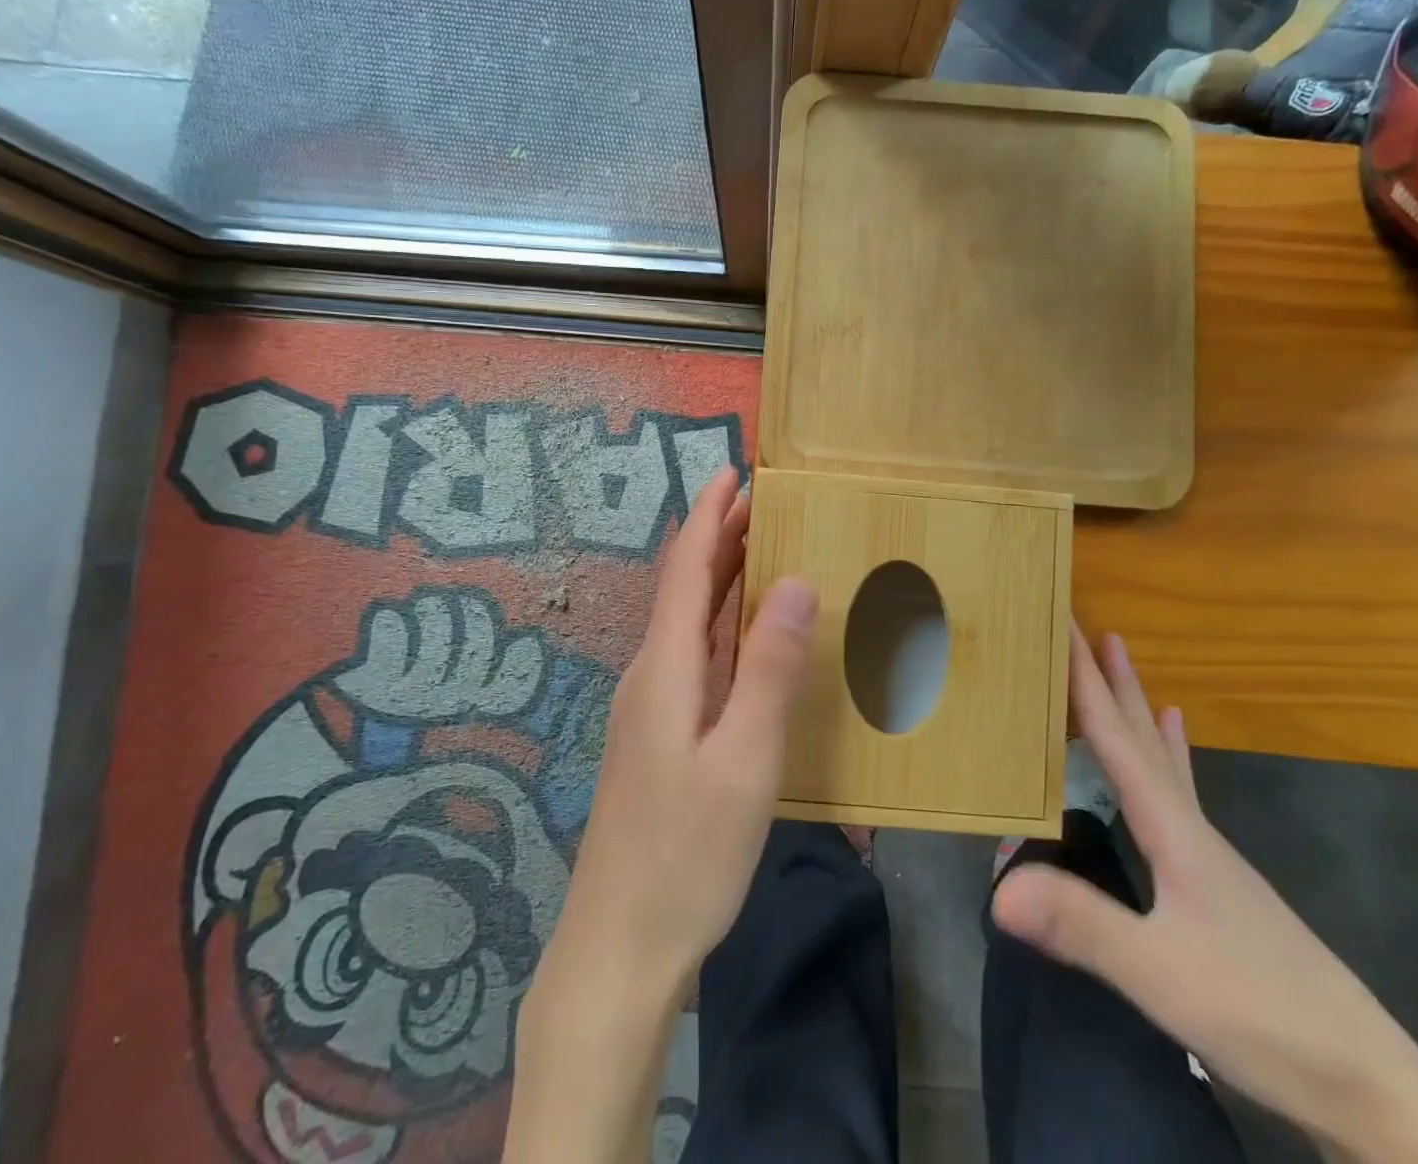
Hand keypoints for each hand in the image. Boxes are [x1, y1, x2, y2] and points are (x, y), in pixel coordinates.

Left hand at [550, 463, 817, 994]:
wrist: (619, 947)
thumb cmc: (687, 853)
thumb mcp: (745, 758)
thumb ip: (770, 667)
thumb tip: (797, 579)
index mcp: (666, 667)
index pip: (687, 568)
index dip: (709, 515)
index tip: (732, 471)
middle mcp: (650, 674)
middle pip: (684, 588)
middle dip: (718, 537)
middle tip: (764, 501)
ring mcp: (650, 707)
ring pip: (688, 622)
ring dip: (720, 578)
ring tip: (761, 548)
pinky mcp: (657, 735)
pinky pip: (692, 655)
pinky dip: (721, 624)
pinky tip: (744, 635)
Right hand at [992, 630, 1417, 1163]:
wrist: (1370, 1088)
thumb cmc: (1263, 1017)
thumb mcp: (1163, 976)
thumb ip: (1083, 925)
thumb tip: (997, 886)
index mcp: (1174, 830)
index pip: (1117, 738)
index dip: (1086, 681)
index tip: (1064, 625)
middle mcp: (1190, 826)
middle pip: (1142, 735)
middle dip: (1112, 679)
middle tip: (1088, 626)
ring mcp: (1208, 854)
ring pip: (1162, 759)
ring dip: (1135, 707)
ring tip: (1125, 663)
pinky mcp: (1216, 882)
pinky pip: (1180, 793)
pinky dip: (1170, 754)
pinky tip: (1174, 740)